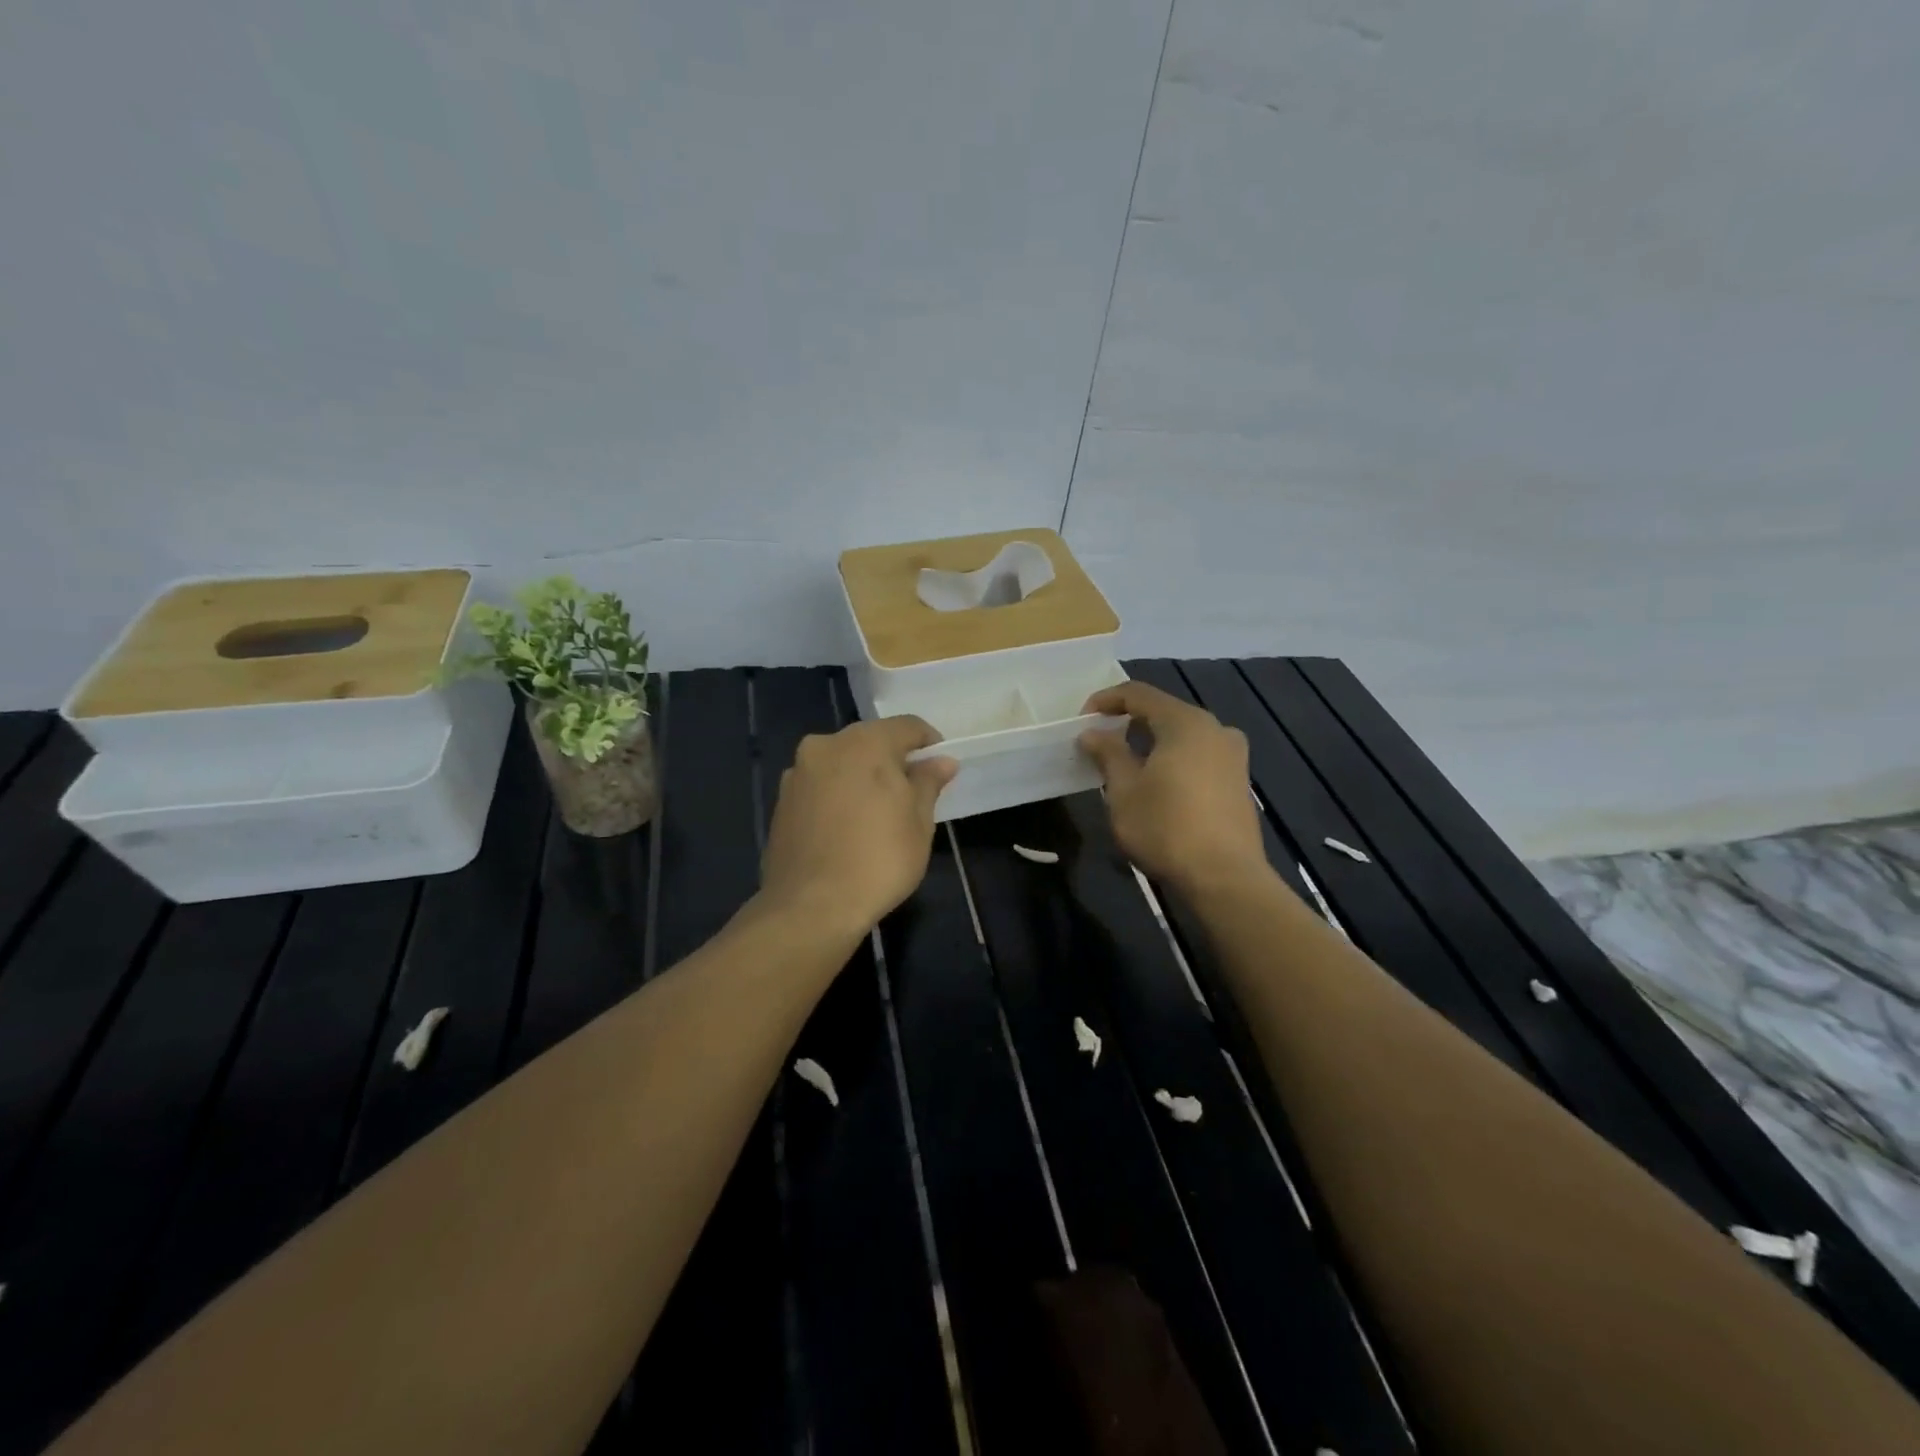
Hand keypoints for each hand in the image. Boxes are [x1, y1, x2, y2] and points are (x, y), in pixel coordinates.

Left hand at [759, 715, 958, 937]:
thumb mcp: (919, 822)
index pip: (907, 726)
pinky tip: (846, 828)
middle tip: (911, 793)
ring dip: (861, 777)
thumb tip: (941, 761)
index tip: (939, 767)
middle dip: (892, 760)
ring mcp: (797, 773)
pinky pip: (819, 787)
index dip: (928, 742)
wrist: (811, 907)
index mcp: (865, 743)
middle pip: (869, 741)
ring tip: (876, 814)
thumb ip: (928, 782)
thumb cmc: (879, 859)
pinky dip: (837, 796)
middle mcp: (826, 746)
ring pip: (841, 763)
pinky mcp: (780, 801)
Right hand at [1078, 682, 1267, 894]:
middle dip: (1128, 722)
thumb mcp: (1124, 790)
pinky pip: (1198, 755)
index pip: (1139, 694)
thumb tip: (1092, 732)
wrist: (1224, 878)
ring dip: (1151, 742)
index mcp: (1185, 722)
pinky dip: (1172, 759)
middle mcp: (1215, 728)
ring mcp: (1232, 755)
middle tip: (1100, 742)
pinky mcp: (1238, 781)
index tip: (1082, 720)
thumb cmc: (1166, 827)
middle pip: (1164, 712)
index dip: (1106, 701)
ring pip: (1182, 735)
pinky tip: (1156, 783)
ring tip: (1124, 764)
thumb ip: (1108, 753)